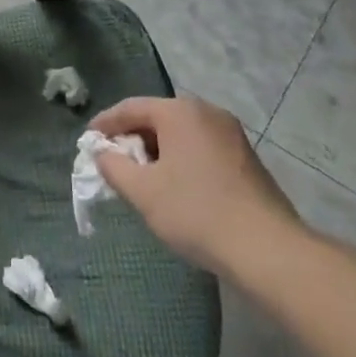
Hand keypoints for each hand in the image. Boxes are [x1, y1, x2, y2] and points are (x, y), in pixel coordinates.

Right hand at [91, 96, 301, 270]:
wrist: (267, 249)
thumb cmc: (196, 212)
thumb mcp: (143, 191)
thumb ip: (114, 167)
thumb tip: (102, 153)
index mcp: (180, 112)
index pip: (131, 107)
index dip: (105, 124)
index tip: (88, 142)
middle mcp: (207, 112)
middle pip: (157, 117)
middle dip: (132, 139)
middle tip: (113, 162)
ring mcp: (231, 134)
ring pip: (180, 134)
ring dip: (156, 151)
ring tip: (141, 177)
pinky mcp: (245, 157)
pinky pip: (200, 147)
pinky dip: (180, 159)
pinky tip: (174, 186)